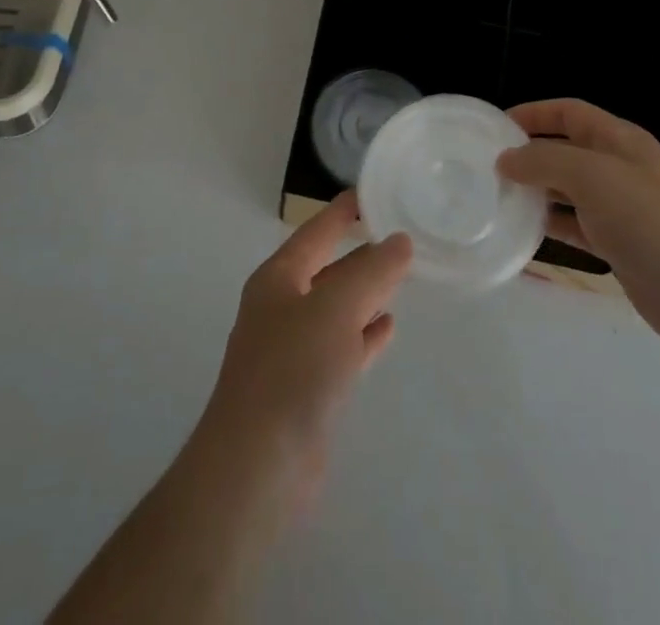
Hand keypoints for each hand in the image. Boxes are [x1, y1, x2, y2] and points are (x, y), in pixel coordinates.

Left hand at [196, 191, 412, 507]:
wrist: (257, 467)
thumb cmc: (292, 370)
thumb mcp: (336, 308)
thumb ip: (371, 272)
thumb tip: (399, 241)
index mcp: (279, 278)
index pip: (316, 231)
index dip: (342, 211)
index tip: (372, 192)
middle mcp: (282, 307)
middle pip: (328, 269)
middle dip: (361, 254)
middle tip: (402, 236)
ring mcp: (293, 350)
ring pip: (337, 309)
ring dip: (366, 294)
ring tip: (401, 277)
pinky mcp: (307, 389)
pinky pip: (342, 347)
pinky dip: (365, 335)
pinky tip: (389, 328)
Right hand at [499, 98, 659, 355]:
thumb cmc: (649, 218)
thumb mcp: (592, 175)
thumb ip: (545, 161)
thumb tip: (506, 159)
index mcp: (619, 140)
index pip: (569, 112)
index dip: (534, 113)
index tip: (496, 127)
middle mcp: (619, 168)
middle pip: (567, 150)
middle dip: (530, 154)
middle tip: (488, 167)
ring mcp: (621, 209)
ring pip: (569, 190)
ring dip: (537, 191)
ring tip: (498, 198)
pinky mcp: (619, 246)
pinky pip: (576, 228)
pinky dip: (551, 227)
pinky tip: (522, 235)